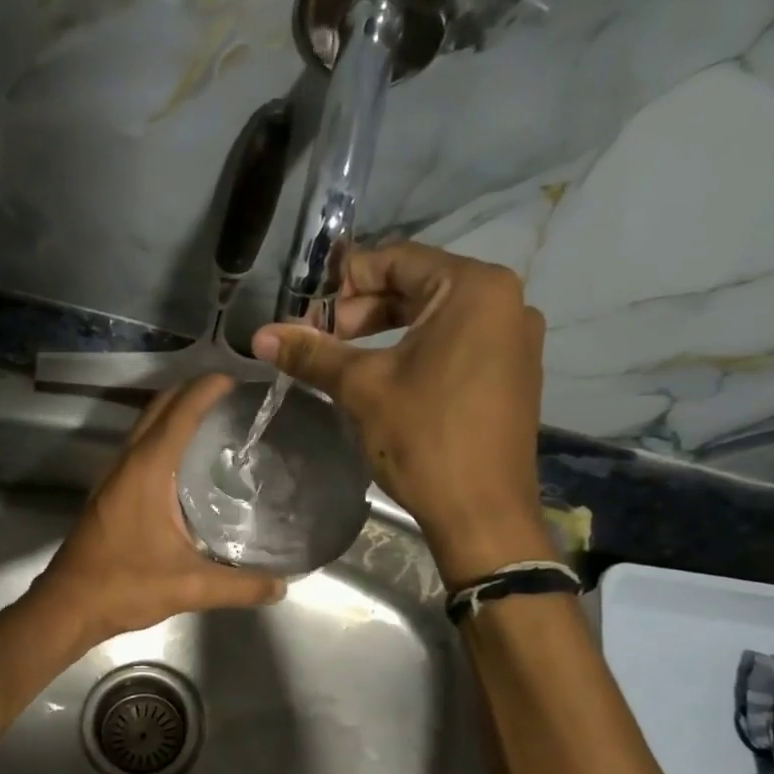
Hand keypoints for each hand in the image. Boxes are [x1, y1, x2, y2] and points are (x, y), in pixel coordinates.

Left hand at [31, 375, 285, 646]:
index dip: (208, 389)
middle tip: (232, 396)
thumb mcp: (190, 587)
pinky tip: (184, 462)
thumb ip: (240, 586)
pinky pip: (138, 447)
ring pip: (144, 426)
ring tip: (213, 419)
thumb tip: (282, 586)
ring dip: (174, 412)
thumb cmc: (125, 586)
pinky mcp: (107, 492)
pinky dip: (162, 436)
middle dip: (192, 391)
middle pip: (159, 408)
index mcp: (148, 470)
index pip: (181, 412)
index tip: (238, 380)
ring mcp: (112, 476)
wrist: (68, 605)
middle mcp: (127, 462)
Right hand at [251, 243, 552, 583]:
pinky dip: (415, 353)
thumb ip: (312, 353)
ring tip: (344, 364)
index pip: (396, 259)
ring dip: (384, 334)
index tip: (306, 317)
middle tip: (320, 344)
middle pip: (416, 287)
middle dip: (360, 313)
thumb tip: (259, 335)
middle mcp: (506, 300)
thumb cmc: (424, 439)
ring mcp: (514, 339)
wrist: (482, 514)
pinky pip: (456, 345)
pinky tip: (386, 381)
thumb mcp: (362, 388)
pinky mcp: (512, 373)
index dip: (342, 284)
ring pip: (435, 319)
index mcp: (475, 288)